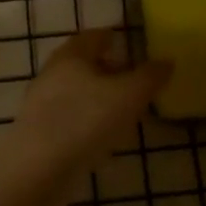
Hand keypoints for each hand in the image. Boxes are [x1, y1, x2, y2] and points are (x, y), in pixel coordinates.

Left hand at [1, 29, 170, 182]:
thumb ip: (150, 77)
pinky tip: (101, 136)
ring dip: (96, 96)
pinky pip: (68, 118)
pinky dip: (86, 120)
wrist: (38, 168)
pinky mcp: (38, 133)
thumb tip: (167, 61)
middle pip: (81, 64)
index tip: (125, 41)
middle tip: (129, 78)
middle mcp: (51, 74)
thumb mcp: (129, 95)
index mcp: (71, 56)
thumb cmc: (86, 120)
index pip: (93, 37)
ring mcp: (40, 105)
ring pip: (74, 92)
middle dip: (105, 68)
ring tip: (121, 110)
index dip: (111, 37)